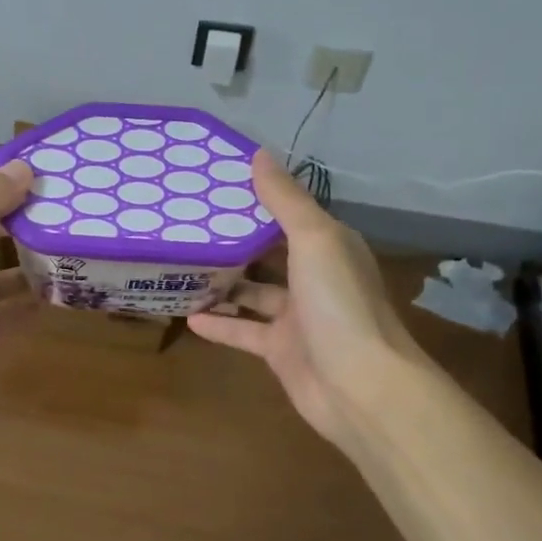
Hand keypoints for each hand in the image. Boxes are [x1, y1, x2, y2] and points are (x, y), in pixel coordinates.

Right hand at [187, 151, 430, 453]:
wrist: (360, 386)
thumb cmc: (339, 304)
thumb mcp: (315, 240)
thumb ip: (286, 200)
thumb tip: (259, 154)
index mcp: (329, 246)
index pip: (289, 214)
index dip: (258, 198)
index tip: (216, 184)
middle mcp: (315, 278)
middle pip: (269, 253)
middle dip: (235, 240)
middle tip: (189, 224)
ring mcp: (297, 317)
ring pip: (253, 293)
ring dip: (223, 283)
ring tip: (182, 267)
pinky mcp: (280, 350)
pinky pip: (244, 331)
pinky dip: (220, 324)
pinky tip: (188, 316)